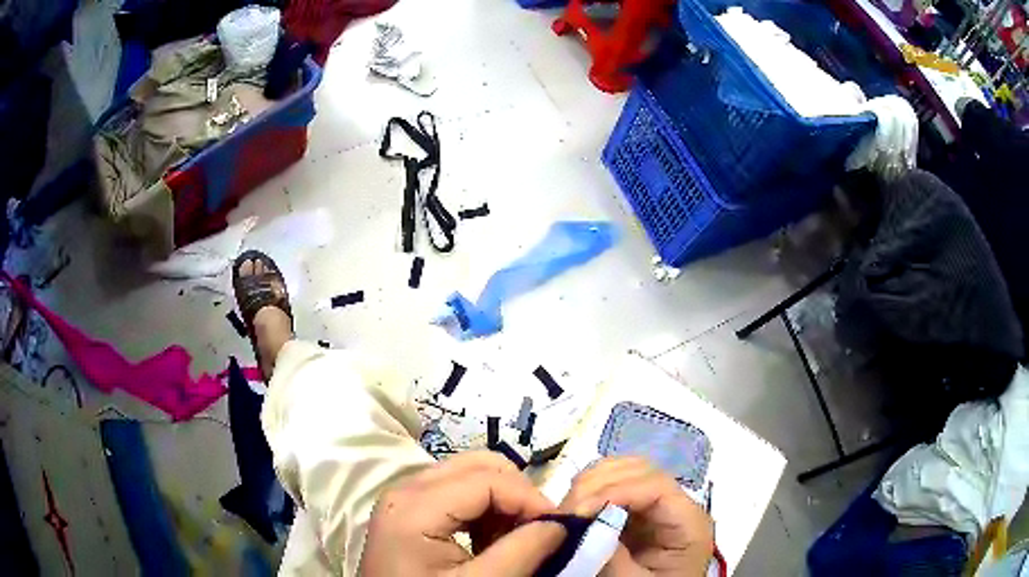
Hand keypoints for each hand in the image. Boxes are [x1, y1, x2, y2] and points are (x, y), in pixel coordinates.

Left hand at [358, 451, 565, 575]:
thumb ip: (522, 551)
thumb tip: (562, 522)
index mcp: (415, 506)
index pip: (488, 479)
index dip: (530, 498)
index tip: (559, 527)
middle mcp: (407, 489)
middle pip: (479, 466)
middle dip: (517, 495)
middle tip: (537, 530)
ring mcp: (406, 497)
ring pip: (471, 475)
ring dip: (503, 503)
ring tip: (512, 540)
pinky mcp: (411, 509)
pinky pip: (459, 491)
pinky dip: (486, 510)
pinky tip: (490, 541)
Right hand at [560, 457, 713, 575]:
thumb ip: (614, 558)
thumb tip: (581, 527)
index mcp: (689, 521)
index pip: (656, 485)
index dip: (615, 490)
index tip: (579, 511)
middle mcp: (676, 504)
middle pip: (641, 470)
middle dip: (599, 482)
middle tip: (567, 509)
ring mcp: (656, 506)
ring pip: (625, 471)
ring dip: (592, 482)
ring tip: (568, 508)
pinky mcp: (637, 513)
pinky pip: (614, 488)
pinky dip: (591, 491)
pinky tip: (576, 509)